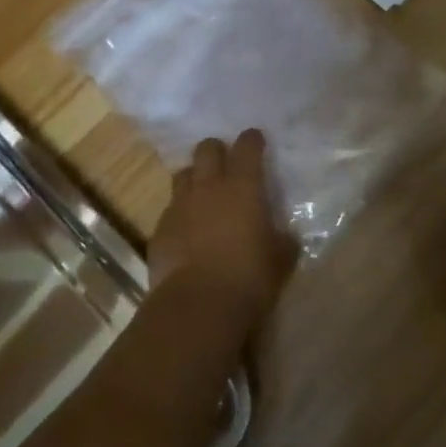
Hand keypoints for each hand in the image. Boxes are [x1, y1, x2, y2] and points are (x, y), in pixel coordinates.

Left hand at [149, 130, 296, 327]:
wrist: (197, 306)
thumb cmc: (249, 278)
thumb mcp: (280, 260)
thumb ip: (282, 240)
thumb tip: (286, 235)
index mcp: (243, 187)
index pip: (247, 147)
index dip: (252, 140)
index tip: (256, 140)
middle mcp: (208, 186)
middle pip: (207, 149)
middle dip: (217, 151)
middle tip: (226, 164)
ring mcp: (179, 205)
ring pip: (183, 174)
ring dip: (195, 178)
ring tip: (204, 194)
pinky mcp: (159, 228)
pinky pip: (170, 208)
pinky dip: (181, 212)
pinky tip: (188, 230)